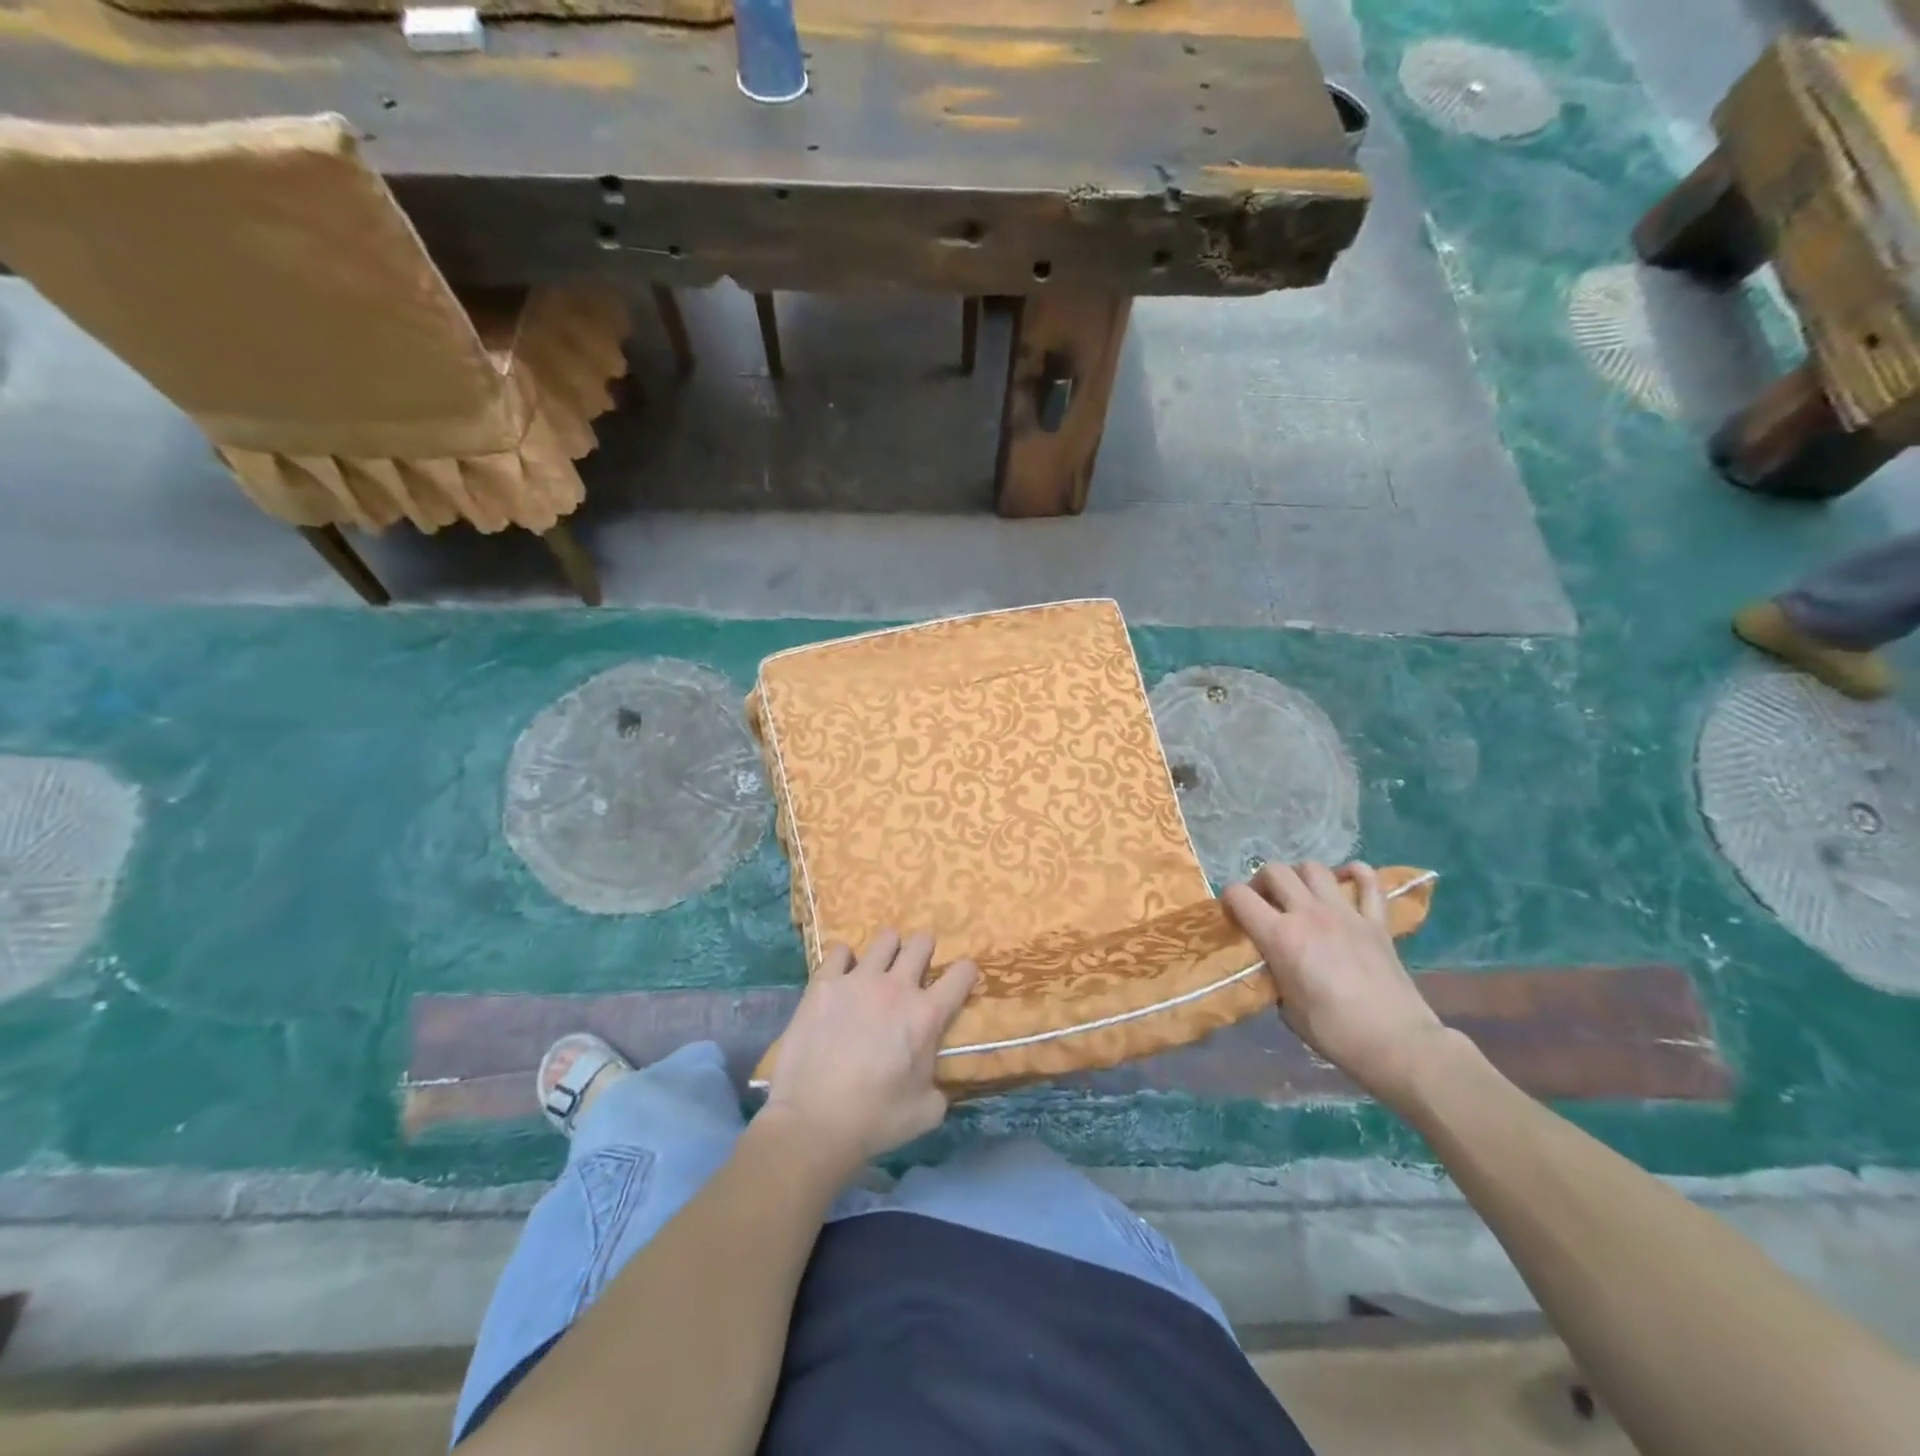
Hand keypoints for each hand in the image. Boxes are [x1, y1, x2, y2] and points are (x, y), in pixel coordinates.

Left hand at [763, 930, 978, 1172]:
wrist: (812, 1122)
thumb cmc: (874, 1120)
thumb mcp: (926, 1112)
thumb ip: (939, 1085)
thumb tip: (935, 1079)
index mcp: (926, 1015)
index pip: (962, 974)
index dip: (965, 973)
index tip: (960, 980)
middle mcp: (896, 987)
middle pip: (922, 943)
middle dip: (925, 951)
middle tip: (917, 968)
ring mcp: (857, 980)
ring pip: (884, 940)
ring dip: (889, 950)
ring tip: (881, 966)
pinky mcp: (823, 983)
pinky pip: (839, 952)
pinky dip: (844, 960)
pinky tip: (842, 976)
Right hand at [1222, 861, 1453, 1109]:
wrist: (1397, 1044)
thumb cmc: (1334, 1032)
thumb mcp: (1286, 1007)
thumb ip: (1275, 974)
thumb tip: (1275, 964)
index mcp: (1280, 936)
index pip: (1239, 896)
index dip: (1229, 901)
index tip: (1233, 917)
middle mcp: (1309, 914)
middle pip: (1275, 871)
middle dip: (1261, 882)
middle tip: (1265, 903)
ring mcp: (1346, 913)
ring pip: (1314, 868)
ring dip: (1300, 876)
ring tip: (1300, 895)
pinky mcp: (1377, 921)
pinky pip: (1369, 882)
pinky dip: (1355, 873)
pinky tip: (1346, 880)